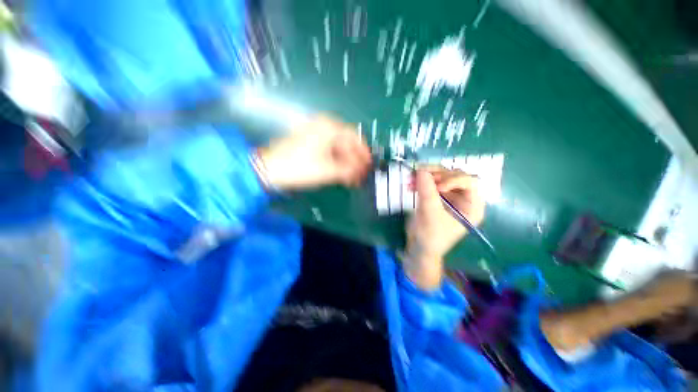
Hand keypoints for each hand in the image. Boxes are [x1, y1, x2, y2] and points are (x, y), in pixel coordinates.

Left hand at [258, 115, 371, 189]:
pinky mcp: (310, 142)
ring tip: (352, 177)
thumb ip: (348, 170)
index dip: (363, 152)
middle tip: (360, 173)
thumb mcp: (328, 170)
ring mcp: (315, 134)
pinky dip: (336, 161)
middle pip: (346, 143)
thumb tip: (360, 171)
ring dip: (346, 162)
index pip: (354, 137)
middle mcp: (323, 126)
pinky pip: (329, 150)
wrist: (271, 169)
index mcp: (329, 127)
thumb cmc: (300, 167)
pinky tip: (341, 172)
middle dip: (354, 160)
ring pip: (337, 147)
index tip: (368, 163)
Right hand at [404, 168, 484, 289]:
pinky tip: (410, 184)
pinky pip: (430, 182)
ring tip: (411, 178)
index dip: (453, 179)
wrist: (419, 247)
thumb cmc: (431, 236)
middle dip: (436, 174)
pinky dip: (420, 181)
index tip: (437, 187)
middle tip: (420, 175)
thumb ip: (427, 192)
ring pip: (440, 176)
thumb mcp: (431, 215)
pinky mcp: (436, 196)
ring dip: (425, 176)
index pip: (470, 182)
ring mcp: (449, 196)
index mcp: (472, 206)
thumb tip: (421, 170)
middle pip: (454, 175)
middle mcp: (463, 198)